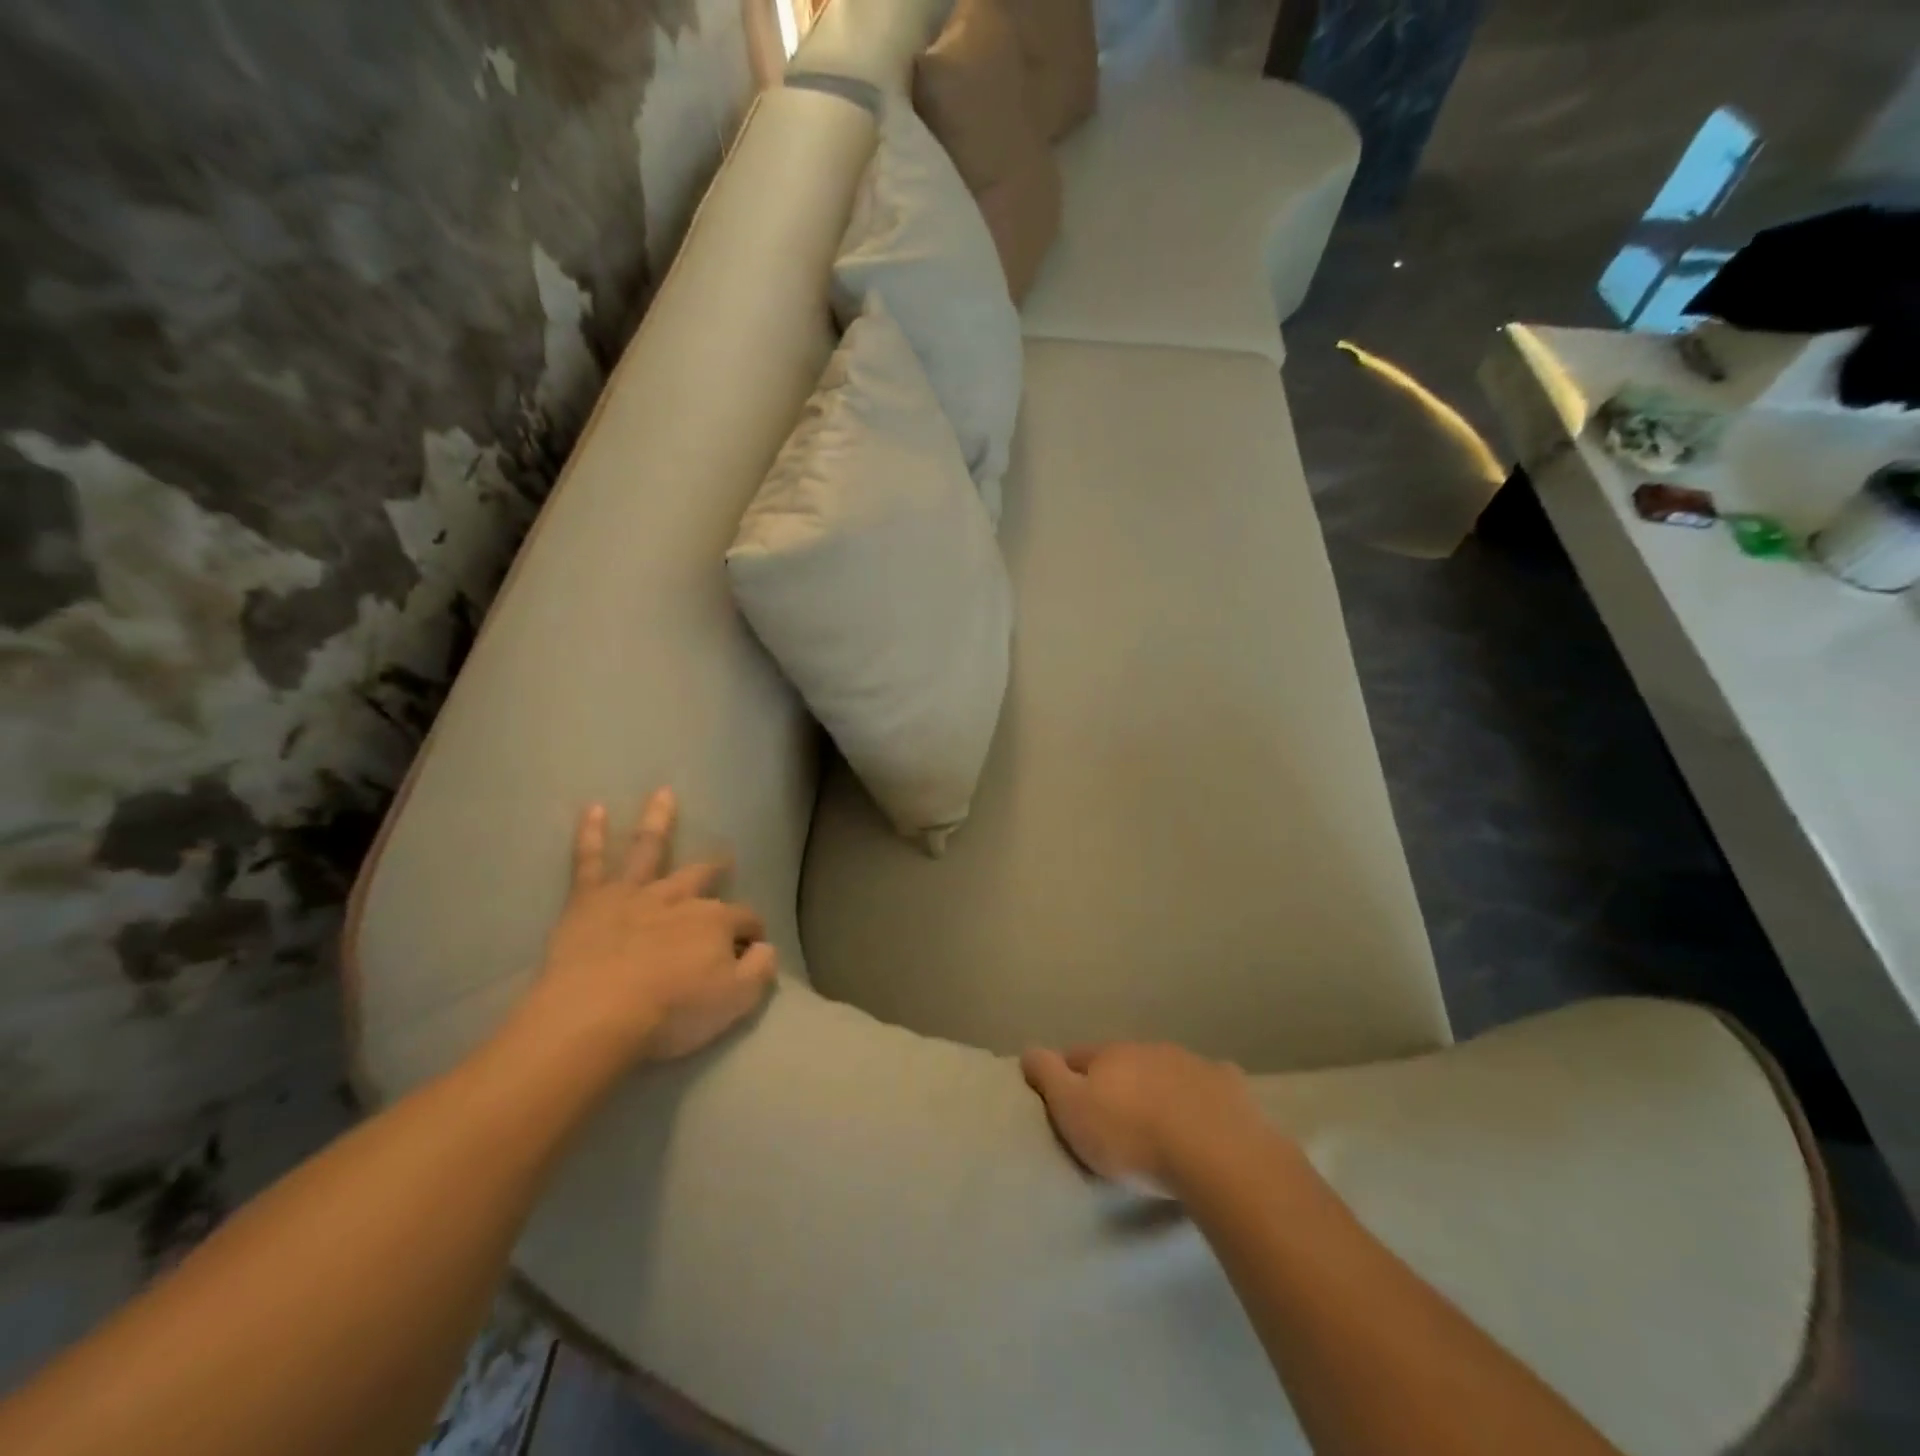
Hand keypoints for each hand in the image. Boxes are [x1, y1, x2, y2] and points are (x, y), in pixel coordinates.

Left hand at [517, 789, 777, 1067]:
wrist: (597, 1014)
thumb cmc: (671, 1012)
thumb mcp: (736, 1001)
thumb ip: (759, 970)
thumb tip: (766, 948)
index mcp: (716, 922)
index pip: (746, 919)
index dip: (753, 933)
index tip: (753, 949)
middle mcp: (679, 898)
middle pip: (701, 877)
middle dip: (715, 868)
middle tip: (724, 861)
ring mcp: (634, 894)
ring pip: (649, 849)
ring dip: (658, 820)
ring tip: (663, 794)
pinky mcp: (590, 901)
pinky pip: (589, 862)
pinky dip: (591, 834)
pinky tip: (594, 808)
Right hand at [1020, 1042, 1275, 1195]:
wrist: (1216, 1154)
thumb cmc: (1133, 1136)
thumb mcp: (1073, 1110)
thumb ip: (1048, 1077)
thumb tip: (1028, 1049)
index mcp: (1110, 1054)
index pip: (1077, 1055)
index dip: (1066, 1072)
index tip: (1063, 1095)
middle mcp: (1149, 1048)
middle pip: (1124, 1061)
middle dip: (1117, 1080)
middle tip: (1113, 1114)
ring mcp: (1192, 1063)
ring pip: (1166, 1070)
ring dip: (1158, 1087)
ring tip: (1158, 1121)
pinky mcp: (1228, 1085)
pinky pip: (1208, 1085)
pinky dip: (1201, 1096)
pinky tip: (1206, 1117)